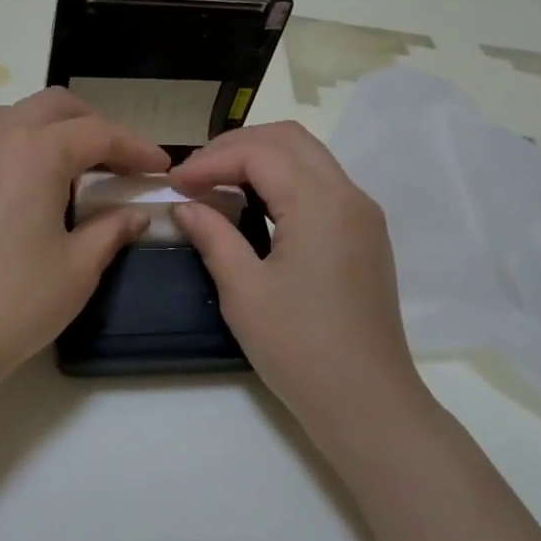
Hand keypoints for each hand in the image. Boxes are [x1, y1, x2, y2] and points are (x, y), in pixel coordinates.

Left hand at [0, 88, 170, 398]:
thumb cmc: (16, 302)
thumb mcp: (78, 267)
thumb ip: (112, 229)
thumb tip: (135, 214)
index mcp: (36, 150)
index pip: (99, 134)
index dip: (136, 147)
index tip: (160, 165)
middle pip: (55, 106)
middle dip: (94, 125)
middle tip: (118, 161)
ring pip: (15, 112)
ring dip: (51, 126)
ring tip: (70, 164)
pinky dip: (12, 137)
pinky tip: (21, 173)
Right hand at [169, 122, 421, 419]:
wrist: (366, 401)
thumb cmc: (299, 348)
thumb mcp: (243, 291)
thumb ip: (213, 235)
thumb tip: (185, 206)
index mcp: (321, 203)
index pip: (260, 152)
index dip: (210, 160)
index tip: (174, 184)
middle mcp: (349, 195)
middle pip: (289, 139)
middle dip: (236, 146)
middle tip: (194, 174)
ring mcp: (362, 215)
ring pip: (308, 157)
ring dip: (260, 159)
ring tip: (216, 184)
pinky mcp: (365, 235)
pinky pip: (321, 184)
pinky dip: (283, 180)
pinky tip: (253, 205)